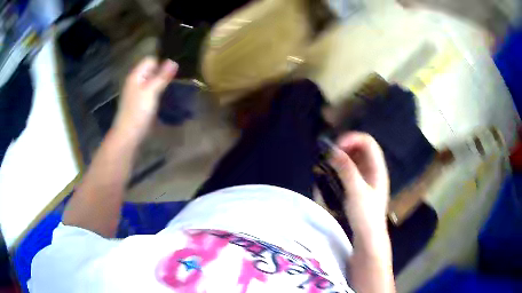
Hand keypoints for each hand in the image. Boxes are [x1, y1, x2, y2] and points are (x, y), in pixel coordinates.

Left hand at [114, 57, 177, 140]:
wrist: (128, 135)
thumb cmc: (139, 112)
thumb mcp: (152, 91)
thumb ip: (162, 76)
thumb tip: (174, 61)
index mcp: (136, 76)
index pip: (150, 60)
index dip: (161, 64)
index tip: (170, 75)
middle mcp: (135, 81)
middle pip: (150, 71)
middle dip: (162, 74)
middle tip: (172, 83)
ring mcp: (136, 93)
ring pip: (151, 82)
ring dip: (160, 84)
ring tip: (169, 91)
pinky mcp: (139, 103)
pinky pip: (149, 92)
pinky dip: (156, 93)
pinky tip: (161, 100)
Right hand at [329, 132, 389, 234]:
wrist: (368, 236)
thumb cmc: (365, 214)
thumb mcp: (356, 191)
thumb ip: (346, 170)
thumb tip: (332, 151)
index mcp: (377, 168)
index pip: (367, 142)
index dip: (352, 139)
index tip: (335, 147)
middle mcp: (374, 169)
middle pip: (362, 148)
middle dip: (346, 147)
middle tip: (330, 154)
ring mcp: (368, 177)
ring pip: (356, 158)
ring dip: (343, 156)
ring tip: (329, 162)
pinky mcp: (362, 185)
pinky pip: (352, 169)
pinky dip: (343, 166)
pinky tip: (334, 173)